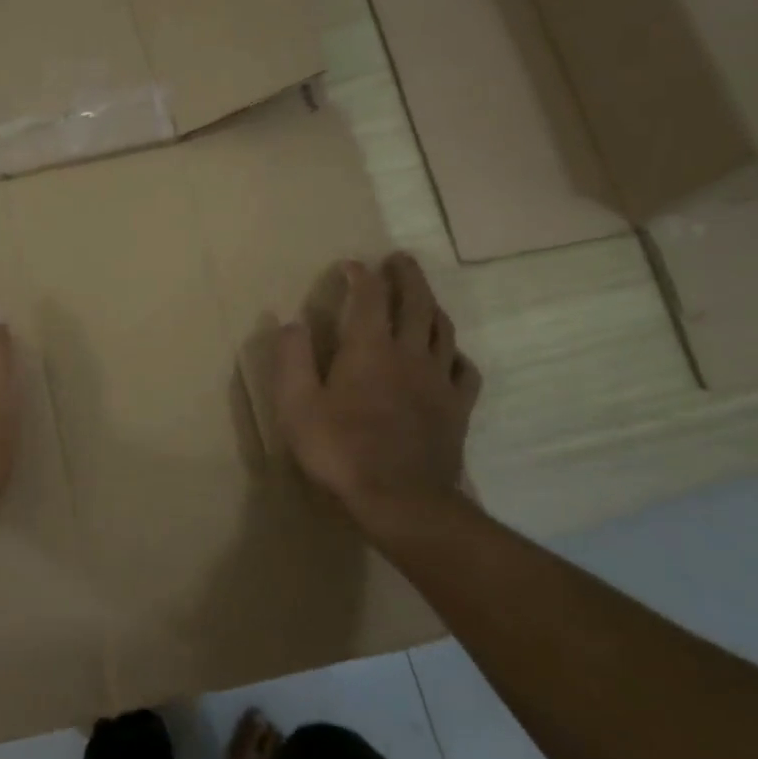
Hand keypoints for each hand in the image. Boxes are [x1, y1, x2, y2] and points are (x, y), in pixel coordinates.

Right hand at [274, 254, 481, 537]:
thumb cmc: (340, 450)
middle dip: (407, 276)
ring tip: (423, 296)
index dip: (361, 275)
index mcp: (368, 349)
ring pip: (442, 329)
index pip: (369, 297)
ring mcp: (438, 380)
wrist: (401, 500)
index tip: (351, 265)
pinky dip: (456, 354)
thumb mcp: (297, 406)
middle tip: (399, 259)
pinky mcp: (457, 408)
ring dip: (432, 305)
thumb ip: (292, 360)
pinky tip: (450, 355)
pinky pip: (466, 370)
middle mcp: (408, 353)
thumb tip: (291, 322)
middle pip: (416, 302)